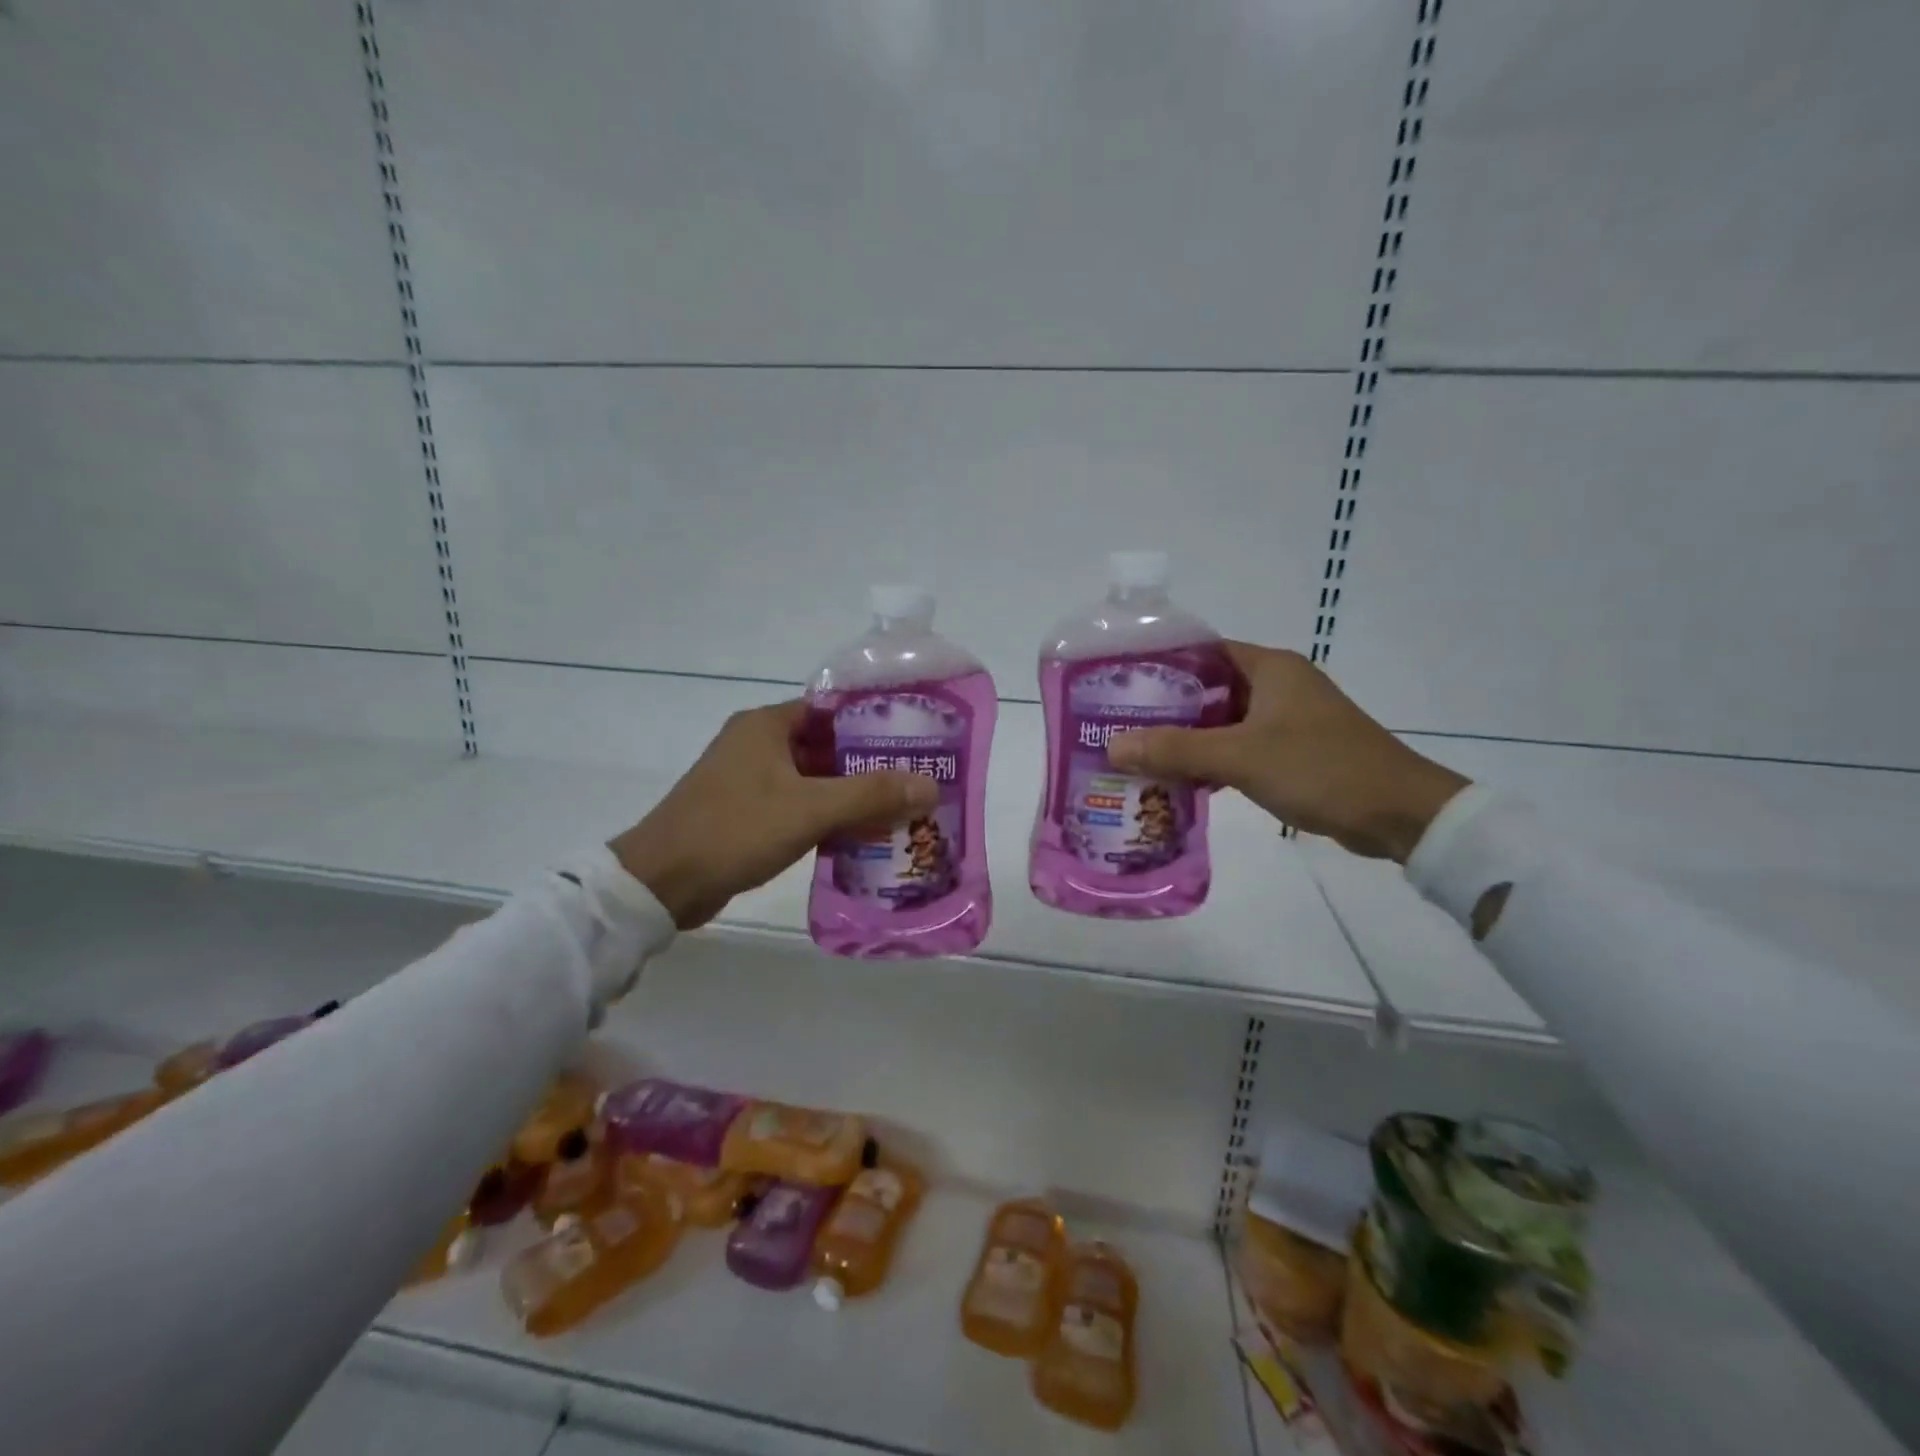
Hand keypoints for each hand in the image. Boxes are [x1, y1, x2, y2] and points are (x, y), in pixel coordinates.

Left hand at [609, 701, 937, 928]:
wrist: (661, 883)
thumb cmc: (735, 830)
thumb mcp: (809, 809)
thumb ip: (871, 795)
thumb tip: (930, 786)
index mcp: (767, 725)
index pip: (833, 709)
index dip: (875, 721)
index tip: (915, 738)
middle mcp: (758, 744)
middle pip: (828, 745)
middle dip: (870, 764)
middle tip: (917, 779)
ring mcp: (750, 780)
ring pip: (815, 778)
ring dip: (851, 794)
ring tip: (900, 809)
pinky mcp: (746, 812)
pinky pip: (799, 805)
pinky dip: (828, 816)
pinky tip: (861, 836)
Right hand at [1106, 643, 1467, 861]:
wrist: (1400, 815)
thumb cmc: (1320, 769)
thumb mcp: (1240, 757)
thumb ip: (1175, 750)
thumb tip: (1113, 747)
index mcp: (1269, 667)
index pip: (1202, 651)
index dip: (1160, 664)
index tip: (1119, 683)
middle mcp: (1278, 684)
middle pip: (1208, 687)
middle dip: (1166, 707)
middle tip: (1120, 724)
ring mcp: (1288, 719)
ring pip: (1223, 720)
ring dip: (1187, 737)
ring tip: (1140, 753)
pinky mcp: (1294, 750)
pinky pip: (1240, 746)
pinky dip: (1212, 759)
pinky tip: (1181, 780)